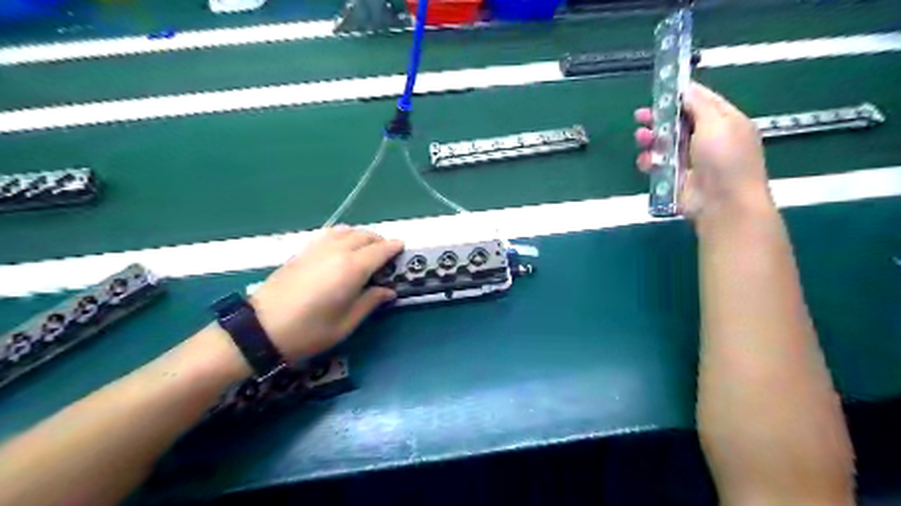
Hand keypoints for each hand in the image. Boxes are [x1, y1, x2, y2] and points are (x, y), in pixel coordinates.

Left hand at [245, 228, 400, 360]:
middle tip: (386, 255)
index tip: (403, 248)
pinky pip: (329, 234)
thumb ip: (370, 302)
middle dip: (379, 241)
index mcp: (352, 269)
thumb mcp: (346, 324)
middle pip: (365, 236)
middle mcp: (337, 251)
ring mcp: (317, 248)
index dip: (394, 247)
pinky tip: (341, 248)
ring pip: (347, 231)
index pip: (380, 250)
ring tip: (366, 250)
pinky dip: (342, 236)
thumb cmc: (309, 331)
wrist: (260, 329)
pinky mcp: (303, 251)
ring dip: (361, 236)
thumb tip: (389, 291)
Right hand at [633, 82, 774, 227]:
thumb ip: (699, 104)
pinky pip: (658, 165)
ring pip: (664, 143)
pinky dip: (649, 161)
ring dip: (651, 139)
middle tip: (640, 115)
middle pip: (678, 122)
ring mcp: (690, 160)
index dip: (681, 94)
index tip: (661, 89)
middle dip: (659, 117)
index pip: (701, 101)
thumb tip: (686, 90)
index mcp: (724, 122)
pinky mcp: (675, 177)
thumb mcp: (717, 123)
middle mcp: (707, 139)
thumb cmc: (725, 159)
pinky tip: (645, 160)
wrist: (723, 203)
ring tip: (641, 137)